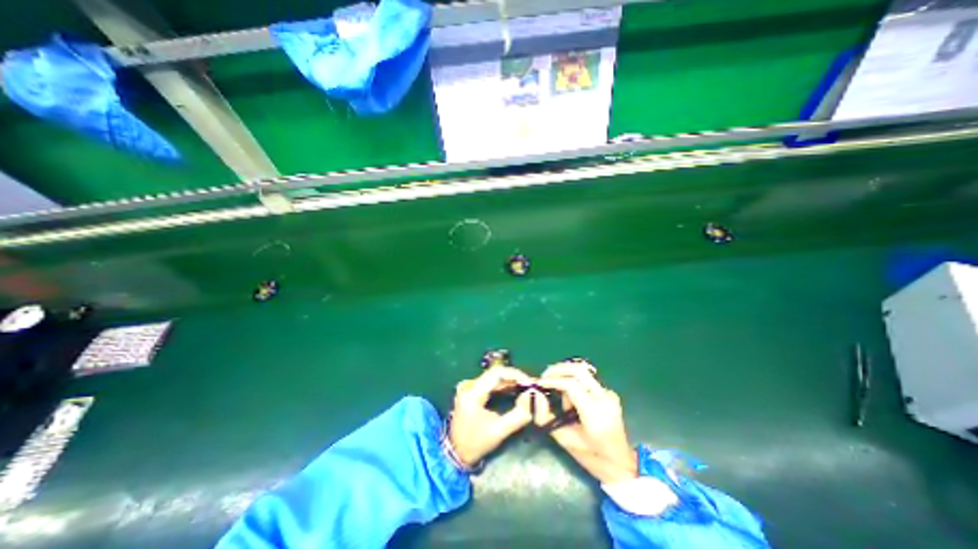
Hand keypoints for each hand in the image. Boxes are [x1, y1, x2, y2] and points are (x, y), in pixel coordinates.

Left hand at [448, 365, 534, 467]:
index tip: (529, 381)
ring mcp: (470, 388)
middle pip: (495, 373)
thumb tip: (532, 401)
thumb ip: (518, 416)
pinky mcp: (472, 392)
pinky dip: (504, 385)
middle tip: (530, 383)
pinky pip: (491, 383)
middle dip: (514, 377)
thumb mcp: (499, 431)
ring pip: (494, 377)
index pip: (496, 373)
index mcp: (473, 393)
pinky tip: (515, 389)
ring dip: (510, 380)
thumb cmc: (476, 443)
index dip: (515, 374)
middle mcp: (470, 385)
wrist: (456, 453)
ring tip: (526, 386)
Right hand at [531, 363, 639, 482]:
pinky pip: (587, 380)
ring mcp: (609, 394)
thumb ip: (547, 417)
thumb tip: (536, 396)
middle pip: (579, 370)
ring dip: (566, 376)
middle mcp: (605, 398)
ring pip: (582, 372)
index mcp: (595, 413)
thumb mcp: (565, 440)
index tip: (539, 383)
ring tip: (560, 394)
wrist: (621, 464)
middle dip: (559, 369)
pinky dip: (574, 383)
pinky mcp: (609, 393)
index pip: (571, 385)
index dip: (553, 380)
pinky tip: (571, 399)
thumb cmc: (592, 457)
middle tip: (545, 377)